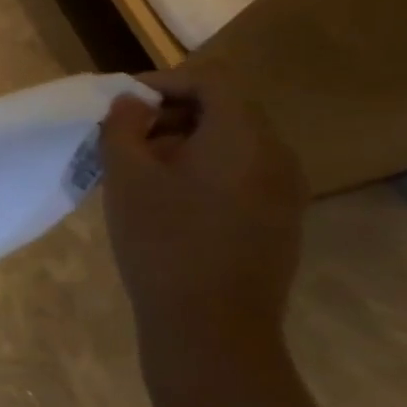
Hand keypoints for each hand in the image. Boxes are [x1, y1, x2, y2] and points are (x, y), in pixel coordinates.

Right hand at [100, 70, 305, 401]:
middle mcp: (277, 156)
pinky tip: (168, 200)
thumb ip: (123, 126)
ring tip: (140, 169)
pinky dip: (203, 168)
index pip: (212, 81)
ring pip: (233, 142)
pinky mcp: (279, 220)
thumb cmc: (162, 240)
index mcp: (244, 138)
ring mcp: (284, 191)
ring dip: (184, 141)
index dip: (163, 81)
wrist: (211, 325)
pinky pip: (241, 172)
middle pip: (226, 109)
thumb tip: (131, 102)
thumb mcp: (126, 176)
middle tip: (124, 136)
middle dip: (171, 112)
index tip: (121, 104)